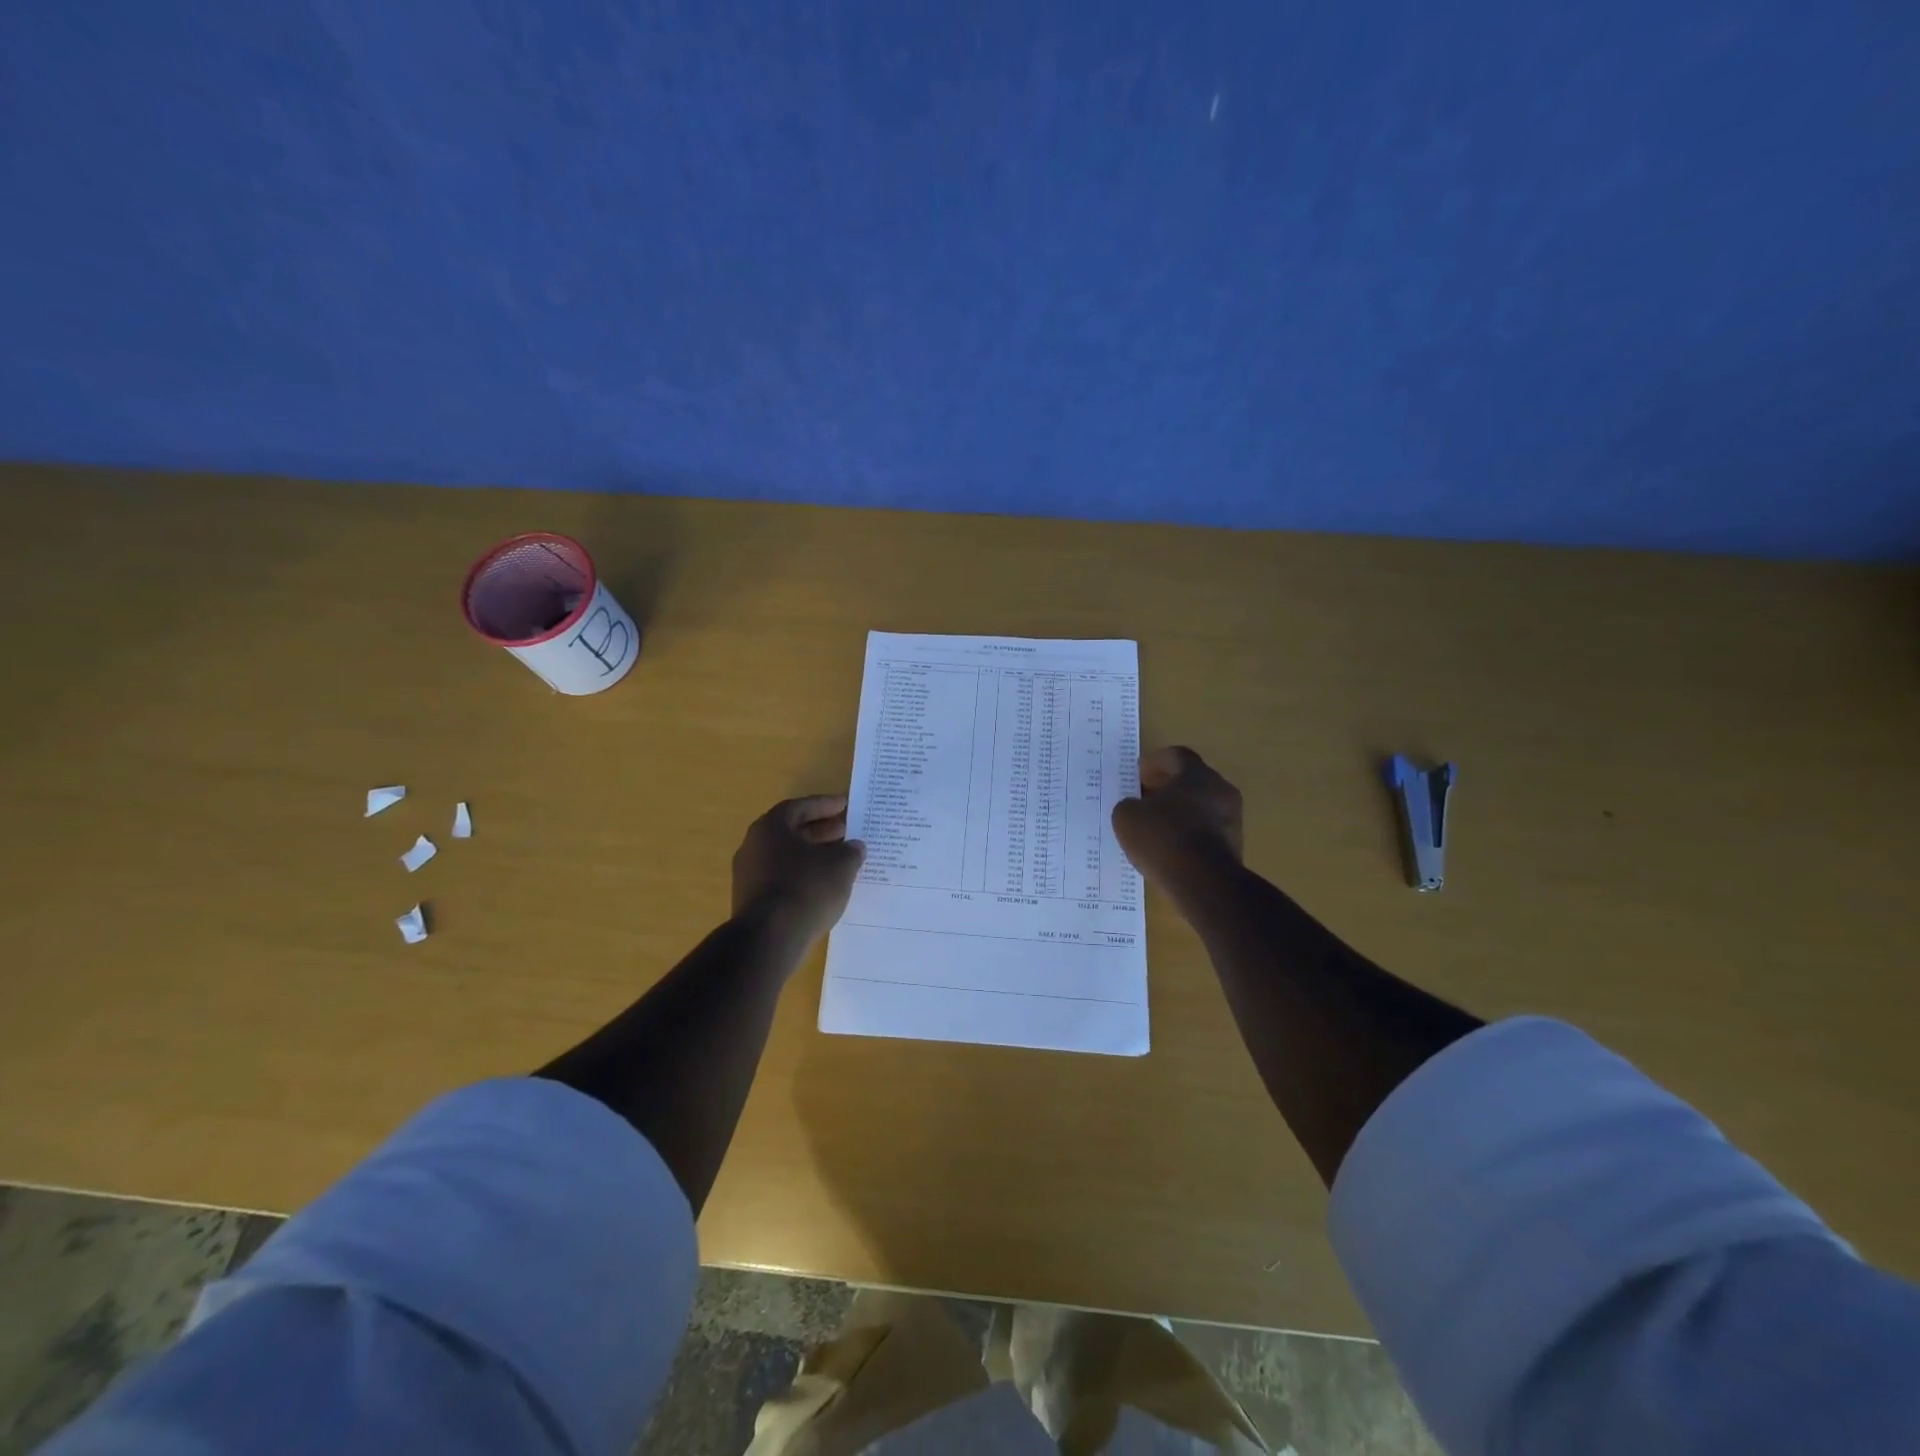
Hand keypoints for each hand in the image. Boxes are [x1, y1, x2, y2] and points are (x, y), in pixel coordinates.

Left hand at [731, 795, 866, 945]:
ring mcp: (749, 875)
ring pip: (786, 857)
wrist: (770, 939)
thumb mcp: (840, 865)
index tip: (846, 805)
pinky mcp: (751, 901)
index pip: (799, 807)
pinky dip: (803, 876)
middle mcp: (754, 846)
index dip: (825, 805)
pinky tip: (824, 886)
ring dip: (812, 855)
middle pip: (791, 832)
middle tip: (846, 831)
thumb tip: (854, 847)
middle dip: (820, 830)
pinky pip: (782, 879)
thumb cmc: (807, 888)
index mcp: (770, 828)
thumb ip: (850, 851)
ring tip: (840, 860)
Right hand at [1111, 747, 1243, 894]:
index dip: (1155, 762)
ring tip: (1157, 827)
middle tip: (1146, 799)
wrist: (1203, 883)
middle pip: (1192, 780)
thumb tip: (1135, 807)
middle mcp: (1221, 790)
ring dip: (1181, 811)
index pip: (1177, 755)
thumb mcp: (1127, 817)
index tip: (1139, 775)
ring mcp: (1233, 819)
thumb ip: (1129, 804)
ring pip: (1202, 806)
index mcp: (1197, 774)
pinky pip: (1208, 831)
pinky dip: (1190, 833)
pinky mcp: (1235, 846)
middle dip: (1168, 787)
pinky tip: (1171, 848)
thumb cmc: (1163, 838)